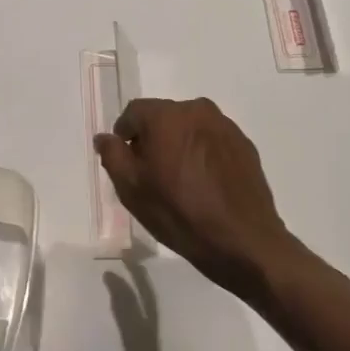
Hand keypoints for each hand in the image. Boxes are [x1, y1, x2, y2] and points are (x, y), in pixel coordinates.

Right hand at [94, 98, 300, 300]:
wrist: (242, 240)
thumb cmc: (178, 213)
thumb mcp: (131, 188)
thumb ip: (113, 155)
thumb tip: (105, 137)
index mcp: (166, 116)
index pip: (133, 112)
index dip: (124, 135)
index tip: (126, 162)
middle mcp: (197, 110)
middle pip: (163, 117)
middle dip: (152, 139)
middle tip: (151, 174)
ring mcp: (225, 126)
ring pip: (189, 128)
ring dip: (179, 145)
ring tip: (180, 181)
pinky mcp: (244, 145)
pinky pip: (212, 141)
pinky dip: (202, 154)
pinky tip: (204, 185)